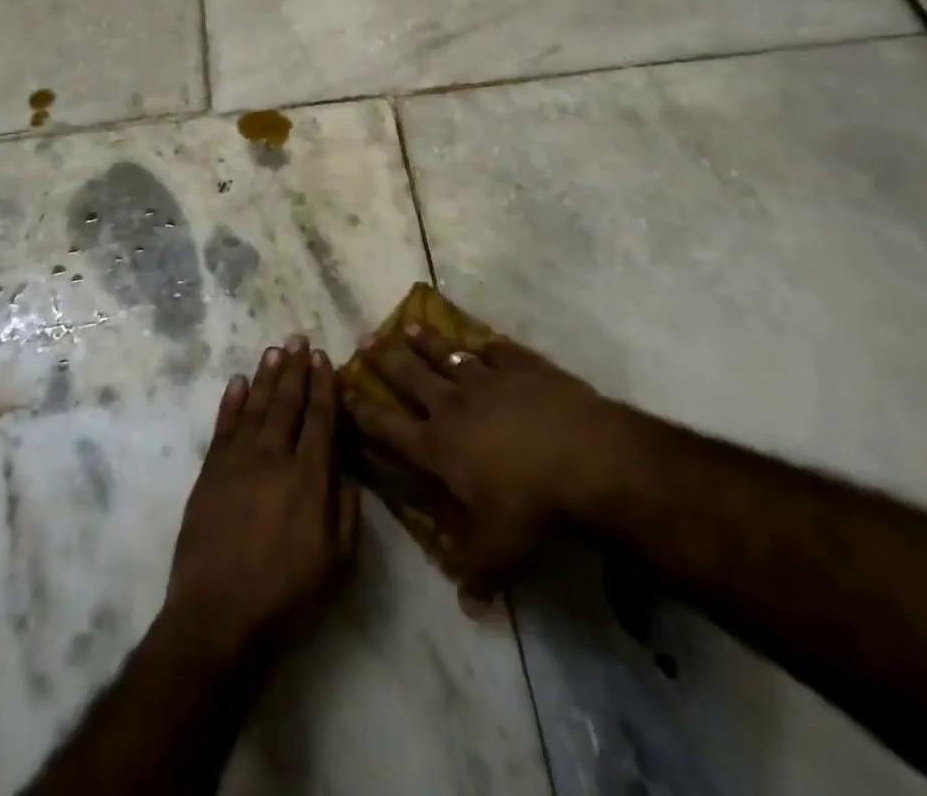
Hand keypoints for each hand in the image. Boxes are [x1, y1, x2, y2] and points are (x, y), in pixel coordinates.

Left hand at [164, 334, 358, 666]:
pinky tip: (239, 382)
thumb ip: (346, 508)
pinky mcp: (211, 472)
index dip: (323, 385)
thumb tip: (347, 467)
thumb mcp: (336, 562)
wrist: (217, 617)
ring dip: (267, 376)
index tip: (324, 358)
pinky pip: (224, 426)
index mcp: (308, 477)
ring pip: (256, 406)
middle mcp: (274, 457)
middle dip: (295, 369)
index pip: (319, 418)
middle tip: (299, 338)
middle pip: (287, 402)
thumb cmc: (285, 596)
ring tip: (275, 350)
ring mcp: (238, 461)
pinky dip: (232, 401)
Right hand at [344, 324, 622, 601]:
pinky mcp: (520, 365)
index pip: (388, 427)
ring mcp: (486, 379)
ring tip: (409, 325)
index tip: (341, 389)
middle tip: (365, 340)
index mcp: (438, 447)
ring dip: (427, 341)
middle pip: (410, 377)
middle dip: (385, 359)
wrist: (585, 457)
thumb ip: (475, 570)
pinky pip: (495, 349)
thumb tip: (465, 601)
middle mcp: (453, 405)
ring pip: (447, 353)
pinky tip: (480, 338)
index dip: (361, 410)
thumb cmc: (532, 506)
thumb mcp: (499, 551)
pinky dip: (484, 344)